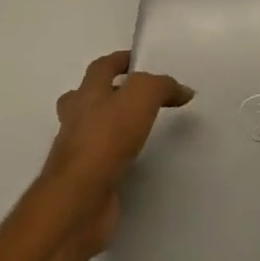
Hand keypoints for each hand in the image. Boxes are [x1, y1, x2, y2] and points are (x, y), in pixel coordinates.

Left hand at [43, 51, 192, 252]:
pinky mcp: (85, 180)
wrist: (78, 200)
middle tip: (134, 97)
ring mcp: (77, 152)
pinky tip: (134, 162)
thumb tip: (183, 90)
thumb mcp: (140, 97)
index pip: (101, 67)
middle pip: (86, 97)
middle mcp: (76, 119)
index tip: (139, 61)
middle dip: (107, 93)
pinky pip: (101, 160)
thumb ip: (161, 87)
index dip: (119, 60)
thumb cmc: (105, 140)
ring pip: (91, 129)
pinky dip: (115, 156)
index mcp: (86, 94)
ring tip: (138, 128)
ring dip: (110, 125)